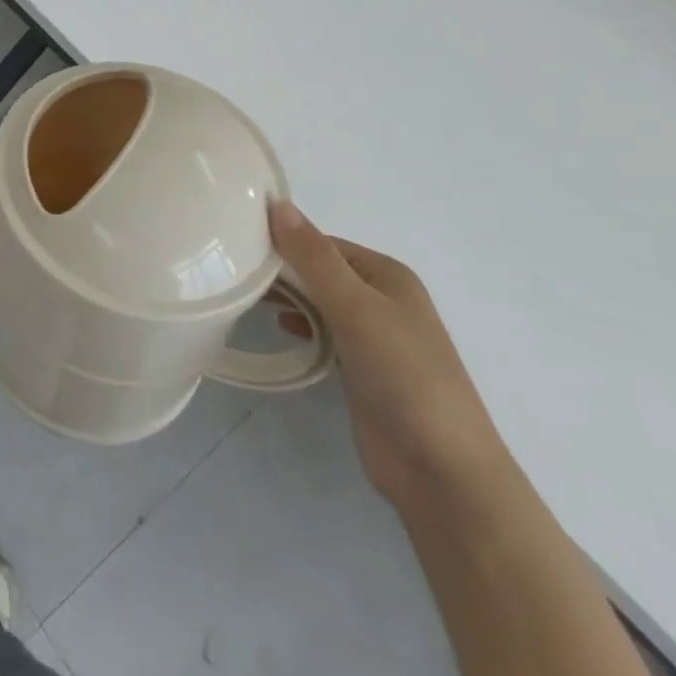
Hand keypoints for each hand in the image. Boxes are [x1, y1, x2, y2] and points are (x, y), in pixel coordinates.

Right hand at [269, 200, 512, 511]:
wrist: (442, 471)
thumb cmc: (403, 375)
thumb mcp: (355, 307)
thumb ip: (314, 257)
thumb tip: (277, 204)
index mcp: (387, 275)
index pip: (323, 244)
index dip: (284, 241)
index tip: (238, 245)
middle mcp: (381, 299)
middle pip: (320, 271)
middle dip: (283, 270)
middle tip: (233, 272)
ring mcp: (373, 337)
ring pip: (320, 303)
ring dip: (289, 297)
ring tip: (246, 297)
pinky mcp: (362, 370)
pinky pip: (324, 334)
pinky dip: (301, 326)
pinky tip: (280, 330)